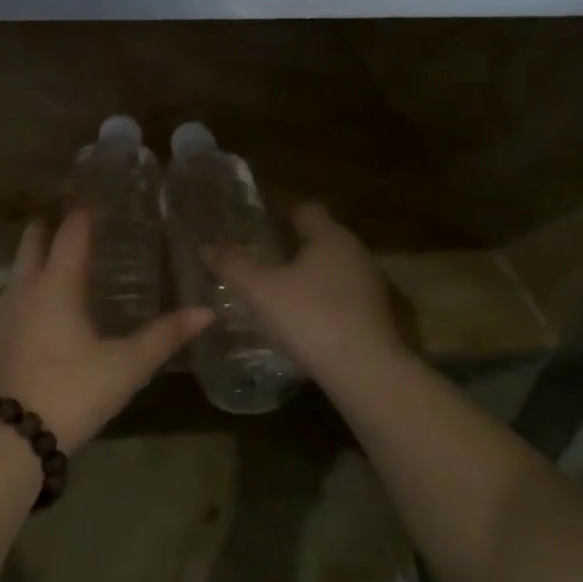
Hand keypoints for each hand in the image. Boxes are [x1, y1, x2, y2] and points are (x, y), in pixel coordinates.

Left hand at [0, 211, 212, 450]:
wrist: (14, 436)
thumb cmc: (73, 390)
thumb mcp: (126, 365)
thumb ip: (165, 336)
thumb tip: (206, 312)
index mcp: (57, 284)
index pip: (71, 232)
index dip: (85, 212)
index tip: (102, 198)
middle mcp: (27, 288)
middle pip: (34, 240)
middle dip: (52, 222)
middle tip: (78, 216)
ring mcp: (8, 311)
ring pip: (20, 265)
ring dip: (38, 251)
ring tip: (65, 251)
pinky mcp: (1, 335)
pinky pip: (16, 291)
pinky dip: (32, 279)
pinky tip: (49, 298)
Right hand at [208, 202, 409, 384]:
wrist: (365, 372)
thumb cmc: (309, 317)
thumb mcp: (259, 290)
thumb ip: (232, 264)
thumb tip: (206, 246)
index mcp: (330, 236)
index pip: (305, 209)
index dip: (280, 212)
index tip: (258, 222)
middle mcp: (355, 253)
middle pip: (320, 239)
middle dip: (292, 245)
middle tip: (260, 257)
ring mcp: (370, 286)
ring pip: (332, 269)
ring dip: (307, 275)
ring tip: (276, 290)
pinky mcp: (376, 317)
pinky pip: (342, 297)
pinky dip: (321, 301)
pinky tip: (302, 319)